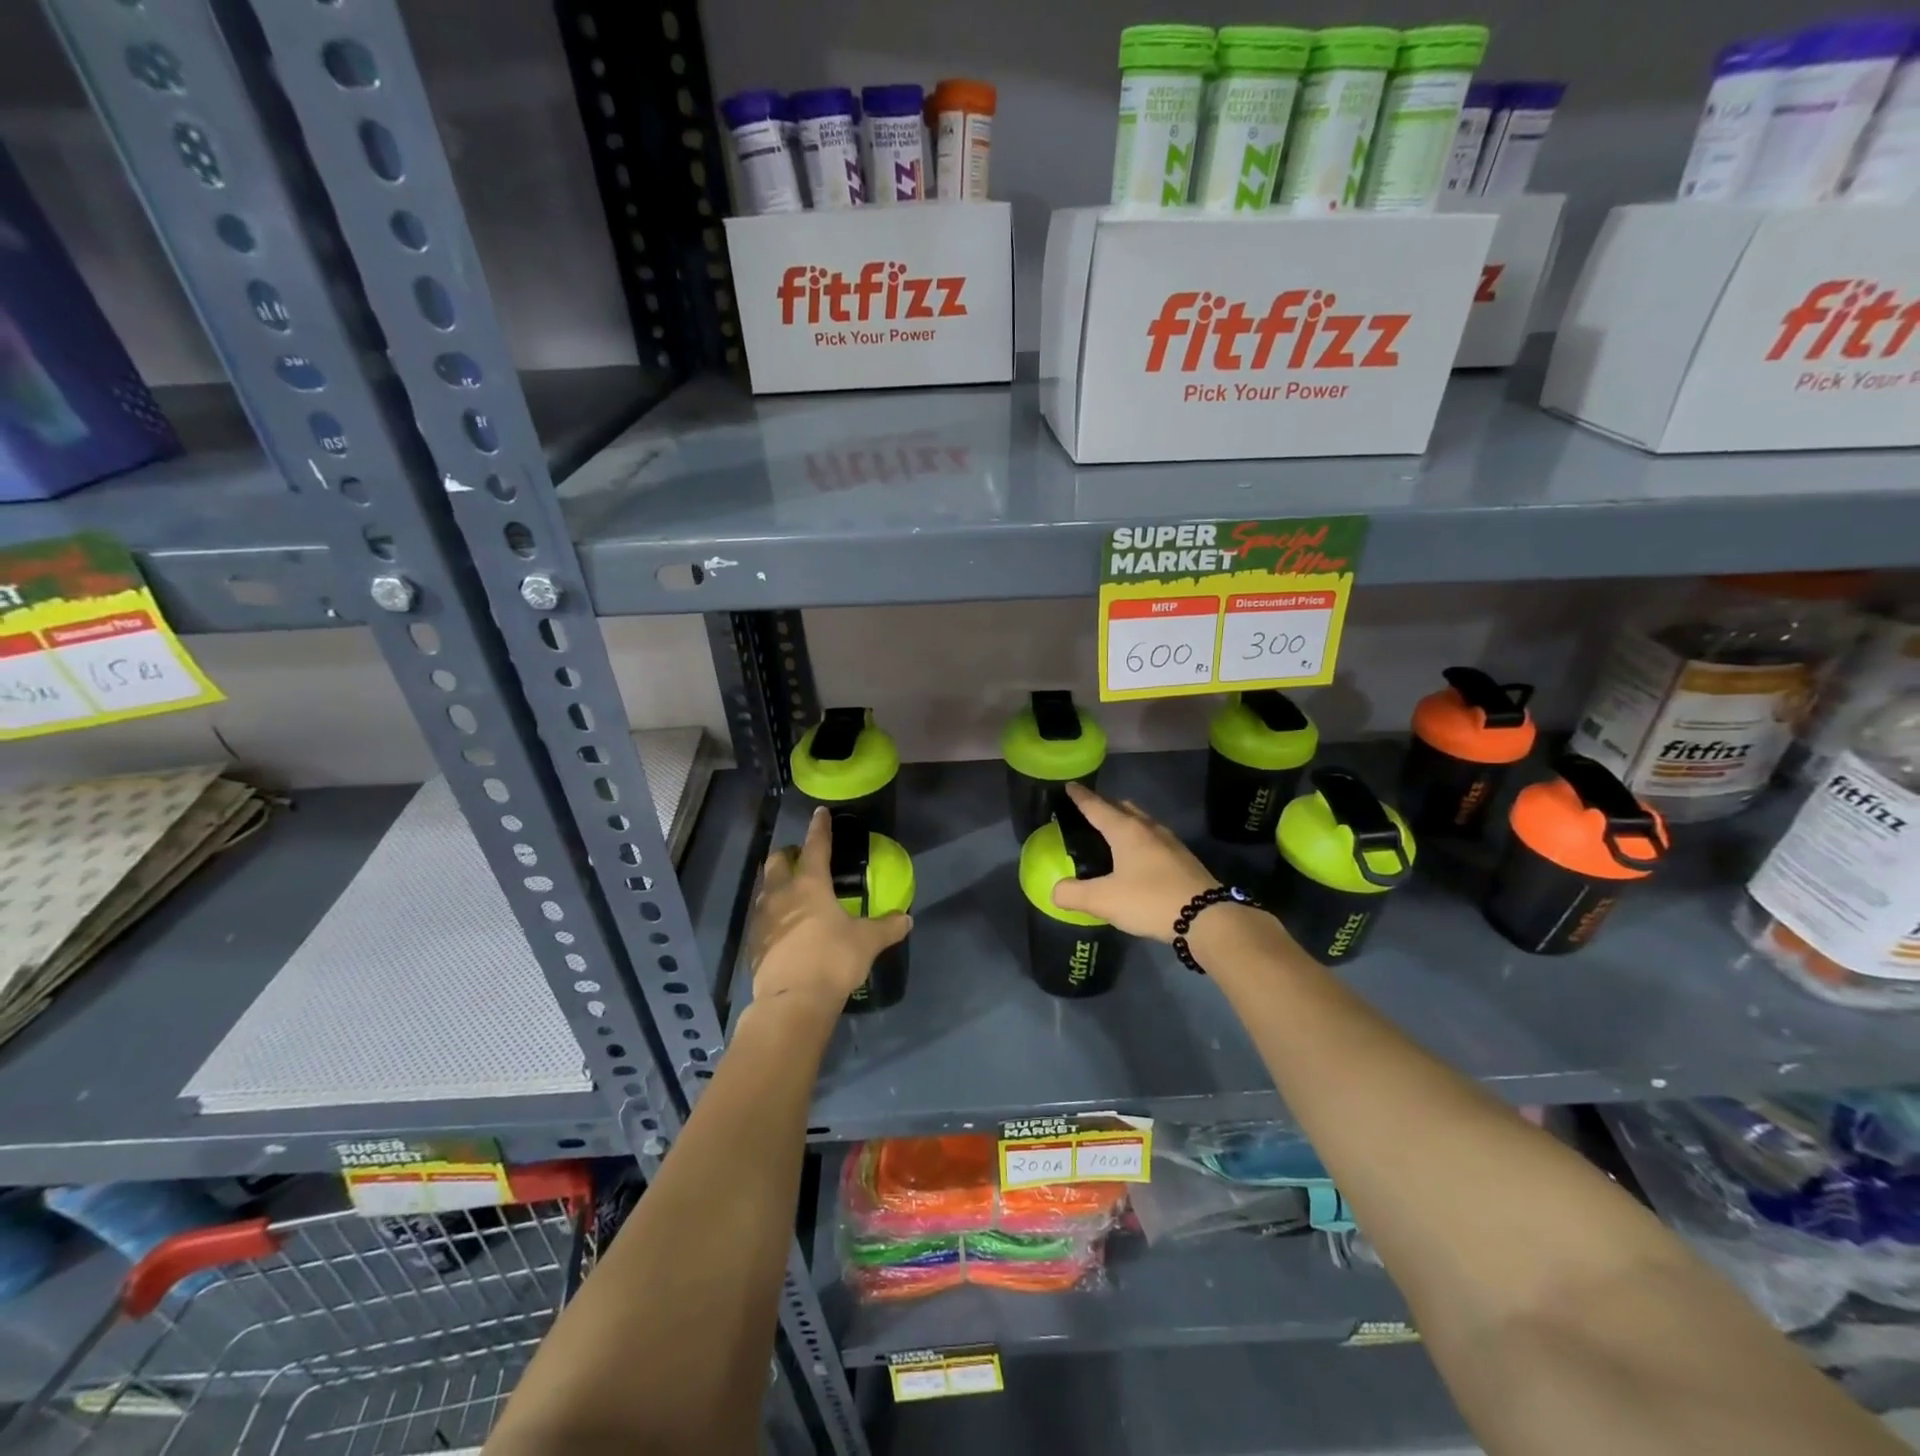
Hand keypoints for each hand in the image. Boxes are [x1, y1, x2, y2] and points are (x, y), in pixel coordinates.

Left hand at [748, 807, 911, 1013]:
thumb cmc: (832, 960)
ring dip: (776, 882)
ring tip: (790, 890)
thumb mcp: (867, 942)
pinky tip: (783, 925)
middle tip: (800, 856)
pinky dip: (772, 913)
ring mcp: (762, 918)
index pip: (815, 846)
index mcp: (810, 884)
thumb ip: (887, 927)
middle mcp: (781, 894)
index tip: (819, 813)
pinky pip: (761, 917)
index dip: (820, 828)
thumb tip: (906, 918)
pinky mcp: (753, 942)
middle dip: (788, 854)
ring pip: (765, 888)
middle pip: (777, 861)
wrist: (792, 1001)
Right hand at [1050, 783, 1218, 942]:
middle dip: (1105, 805)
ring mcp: (1170, 842)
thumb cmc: (1150, 900)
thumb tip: (1055, 891)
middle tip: (1089, 810)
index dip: (1080, 797)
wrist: (1207, 918)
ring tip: (1112, 832)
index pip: (1097, 807)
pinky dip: (1140, 838)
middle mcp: (1148, 829)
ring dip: (1125, 820)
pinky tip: (1138, 857)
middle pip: (1123, 808)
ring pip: (1142, 821)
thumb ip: (1074, 894)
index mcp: (1126, 831)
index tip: (1070, 785)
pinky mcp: (1183, 859)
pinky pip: (1154, 838)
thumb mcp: (1104, 901)